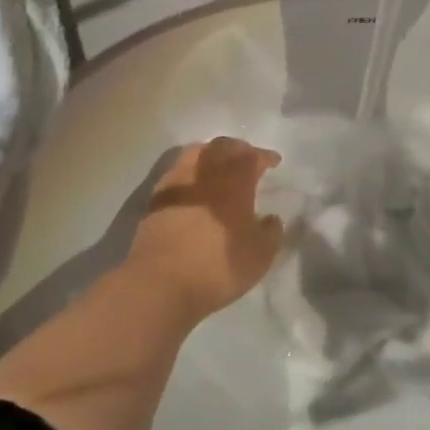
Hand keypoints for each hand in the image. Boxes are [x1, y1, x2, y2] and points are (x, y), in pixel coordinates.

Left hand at [124, 138, 285, 319]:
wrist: (160, 283)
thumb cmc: (217, 267)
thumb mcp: (259, 256)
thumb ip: (271, 233)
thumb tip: (271, 219)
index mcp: (234, 182)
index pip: (252, 157)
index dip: (265, 156)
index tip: (274, 161)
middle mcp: (205, 174)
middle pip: (222, 147)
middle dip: (238, 148)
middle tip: (247, 157)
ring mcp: (177, 183)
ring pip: (195, 153)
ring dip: (211, 153)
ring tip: (218, 165)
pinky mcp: (156, 199)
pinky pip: (177, 172)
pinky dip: (190, 171)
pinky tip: (193, 185)